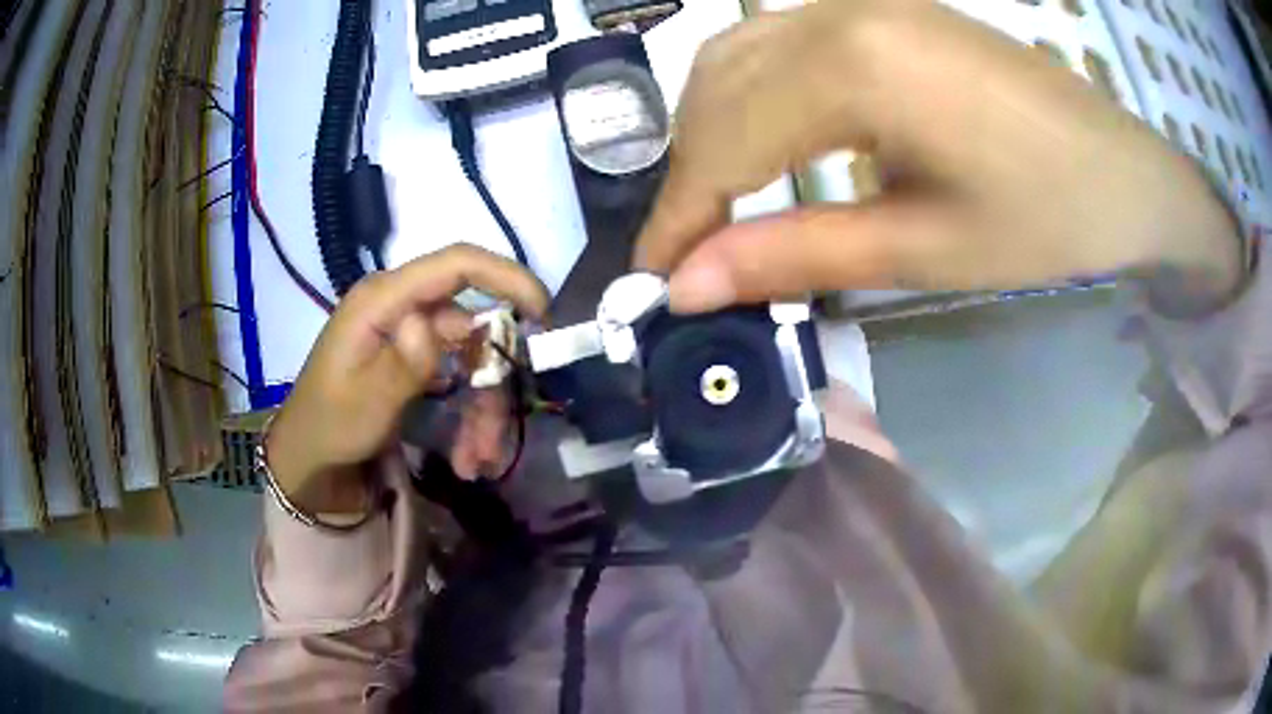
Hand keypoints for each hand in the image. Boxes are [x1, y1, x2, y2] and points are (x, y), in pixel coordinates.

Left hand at [266, 246, 548, 514]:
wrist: (310, 455)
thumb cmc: (331, 423)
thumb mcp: (367, 400)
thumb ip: (404, 361)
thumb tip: (434, 324)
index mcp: (383, 299)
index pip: (456, 265)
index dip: (506, 277)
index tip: (543, 313)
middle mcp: (402, 306)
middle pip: (472, 324)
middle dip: (491, 381)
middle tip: (493, 437)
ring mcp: (410, 333)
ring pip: (471, 358)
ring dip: (482, 410)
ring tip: (475, 460)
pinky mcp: (415, 357)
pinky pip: (458, 376)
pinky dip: (469, 415)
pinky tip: (466, 455)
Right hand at [636, 0, 1240, 313]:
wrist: (1127, 172)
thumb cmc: (1048, 219)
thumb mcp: (925, 249)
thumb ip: (798, 254)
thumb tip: (691, 285)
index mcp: (855, 66)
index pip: (723, 140)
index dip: (678, 215)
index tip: (652, 278)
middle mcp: (839, 12)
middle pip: (716, 86)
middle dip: (687, 173)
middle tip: (689, 250)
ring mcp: (860, 1)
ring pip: (739, 53)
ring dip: (712, 127)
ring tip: (718, 202)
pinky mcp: (881, 9)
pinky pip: (781, 40)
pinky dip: (751, 94)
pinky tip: (766, 139)